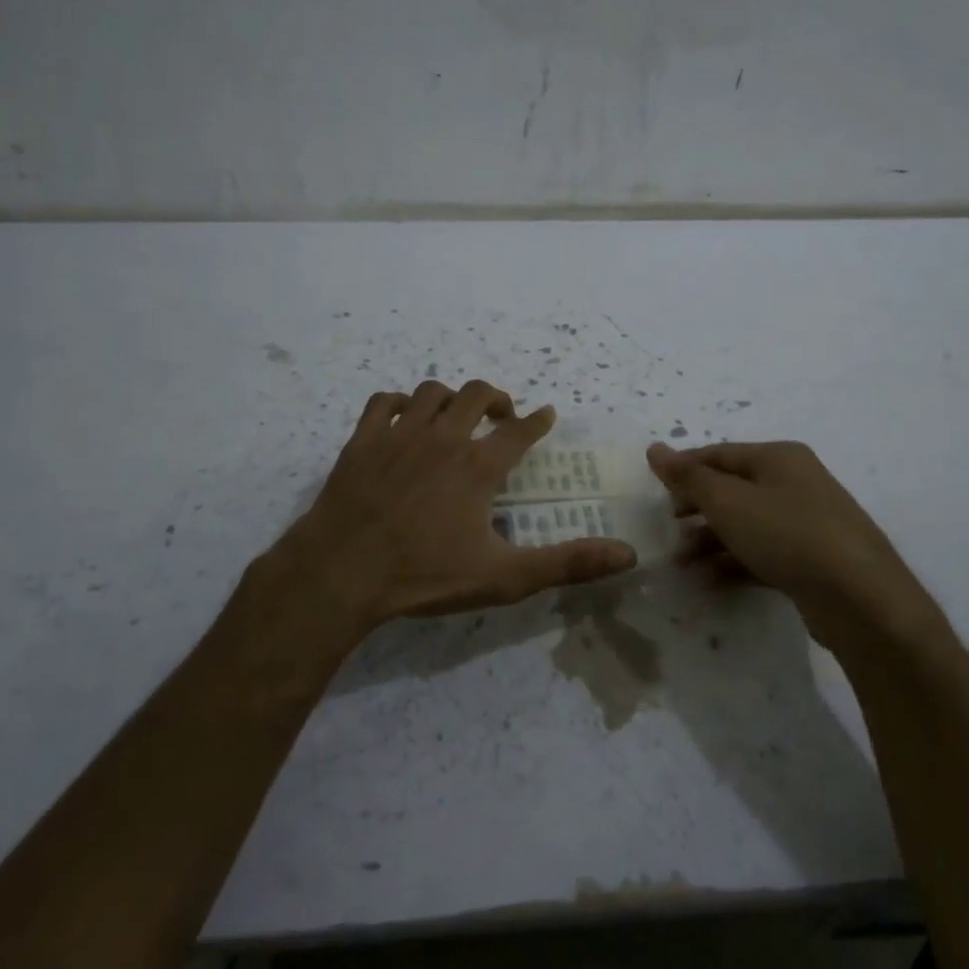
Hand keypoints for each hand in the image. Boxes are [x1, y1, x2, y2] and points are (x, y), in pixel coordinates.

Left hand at [268, 381, 635, 634]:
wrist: (342, 572)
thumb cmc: (424, 575)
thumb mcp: (504, 576)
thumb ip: (567, 563)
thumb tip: (627, 554)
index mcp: (478, 466)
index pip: (520, 431)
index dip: (538, 421)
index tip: (546, 414)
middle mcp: (443, 438)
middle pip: (476, 395)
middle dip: (496, 399)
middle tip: (502, 416)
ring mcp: (398, 434)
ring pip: (430, 392)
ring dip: (450, 399)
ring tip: (455, 416)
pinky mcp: (362, 440)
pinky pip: (383, 402)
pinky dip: (398, 403)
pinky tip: (402, 419)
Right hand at [646, 440, 929, 633]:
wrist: (860, 597)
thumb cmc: (787, 534)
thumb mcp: (728, 501)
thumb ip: (688, 477)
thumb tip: (655, 448)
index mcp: (778, 457)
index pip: (718, 454)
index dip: (683, 470)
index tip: (655, 493)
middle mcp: (795, 482)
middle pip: (732, 489)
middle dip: (696, 509)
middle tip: (669, 529)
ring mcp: (807, 522)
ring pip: (746, 524)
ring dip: (710, 542)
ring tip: (682, 565)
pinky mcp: (812, 560)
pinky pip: (763, 553)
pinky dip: (734, 563)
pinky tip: (709, 582)